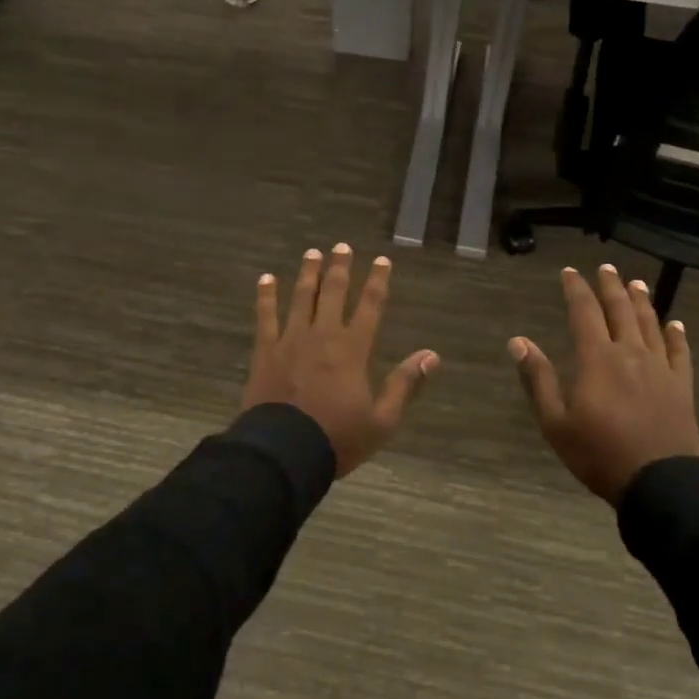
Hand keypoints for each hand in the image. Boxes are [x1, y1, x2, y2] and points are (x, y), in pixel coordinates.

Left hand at [244, 245, 438, 476]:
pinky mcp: (266, 351)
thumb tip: (432, 355)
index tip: (382, 261)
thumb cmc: (337, 439)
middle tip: (342, 246)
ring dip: (308, 273)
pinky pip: (266, 316)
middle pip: (334, 292)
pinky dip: (266, 296)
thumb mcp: (382, 420)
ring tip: (312, 253)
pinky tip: (266, 278)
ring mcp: (291, 340)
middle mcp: (324, 335)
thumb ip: (405, 384)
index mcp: (353, 349)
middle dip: (340, 268)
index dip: (378, 281)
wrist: (284, 453)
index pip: (371, 306)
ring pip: (302, 297)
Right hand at [508, 264, 698, 504]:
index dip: (576, 289)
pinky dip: (676, 335)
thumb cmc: (600, 453)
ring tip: (637, 283)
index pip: (584, 312)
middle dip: (611, 286)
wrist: (660, 483)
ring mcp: (659, 368)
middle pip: (620, 310)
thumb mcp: (555, 422)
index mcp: (596, 358)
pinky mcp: (682, 386)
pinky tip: (675, 324)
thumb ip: (538, 378)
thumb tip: (518, 341)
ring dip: (642, 301)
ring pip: (650, 324)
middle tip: (606, 268)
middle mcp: (629, 353)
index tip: (570, 272)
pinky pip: (679, 352)